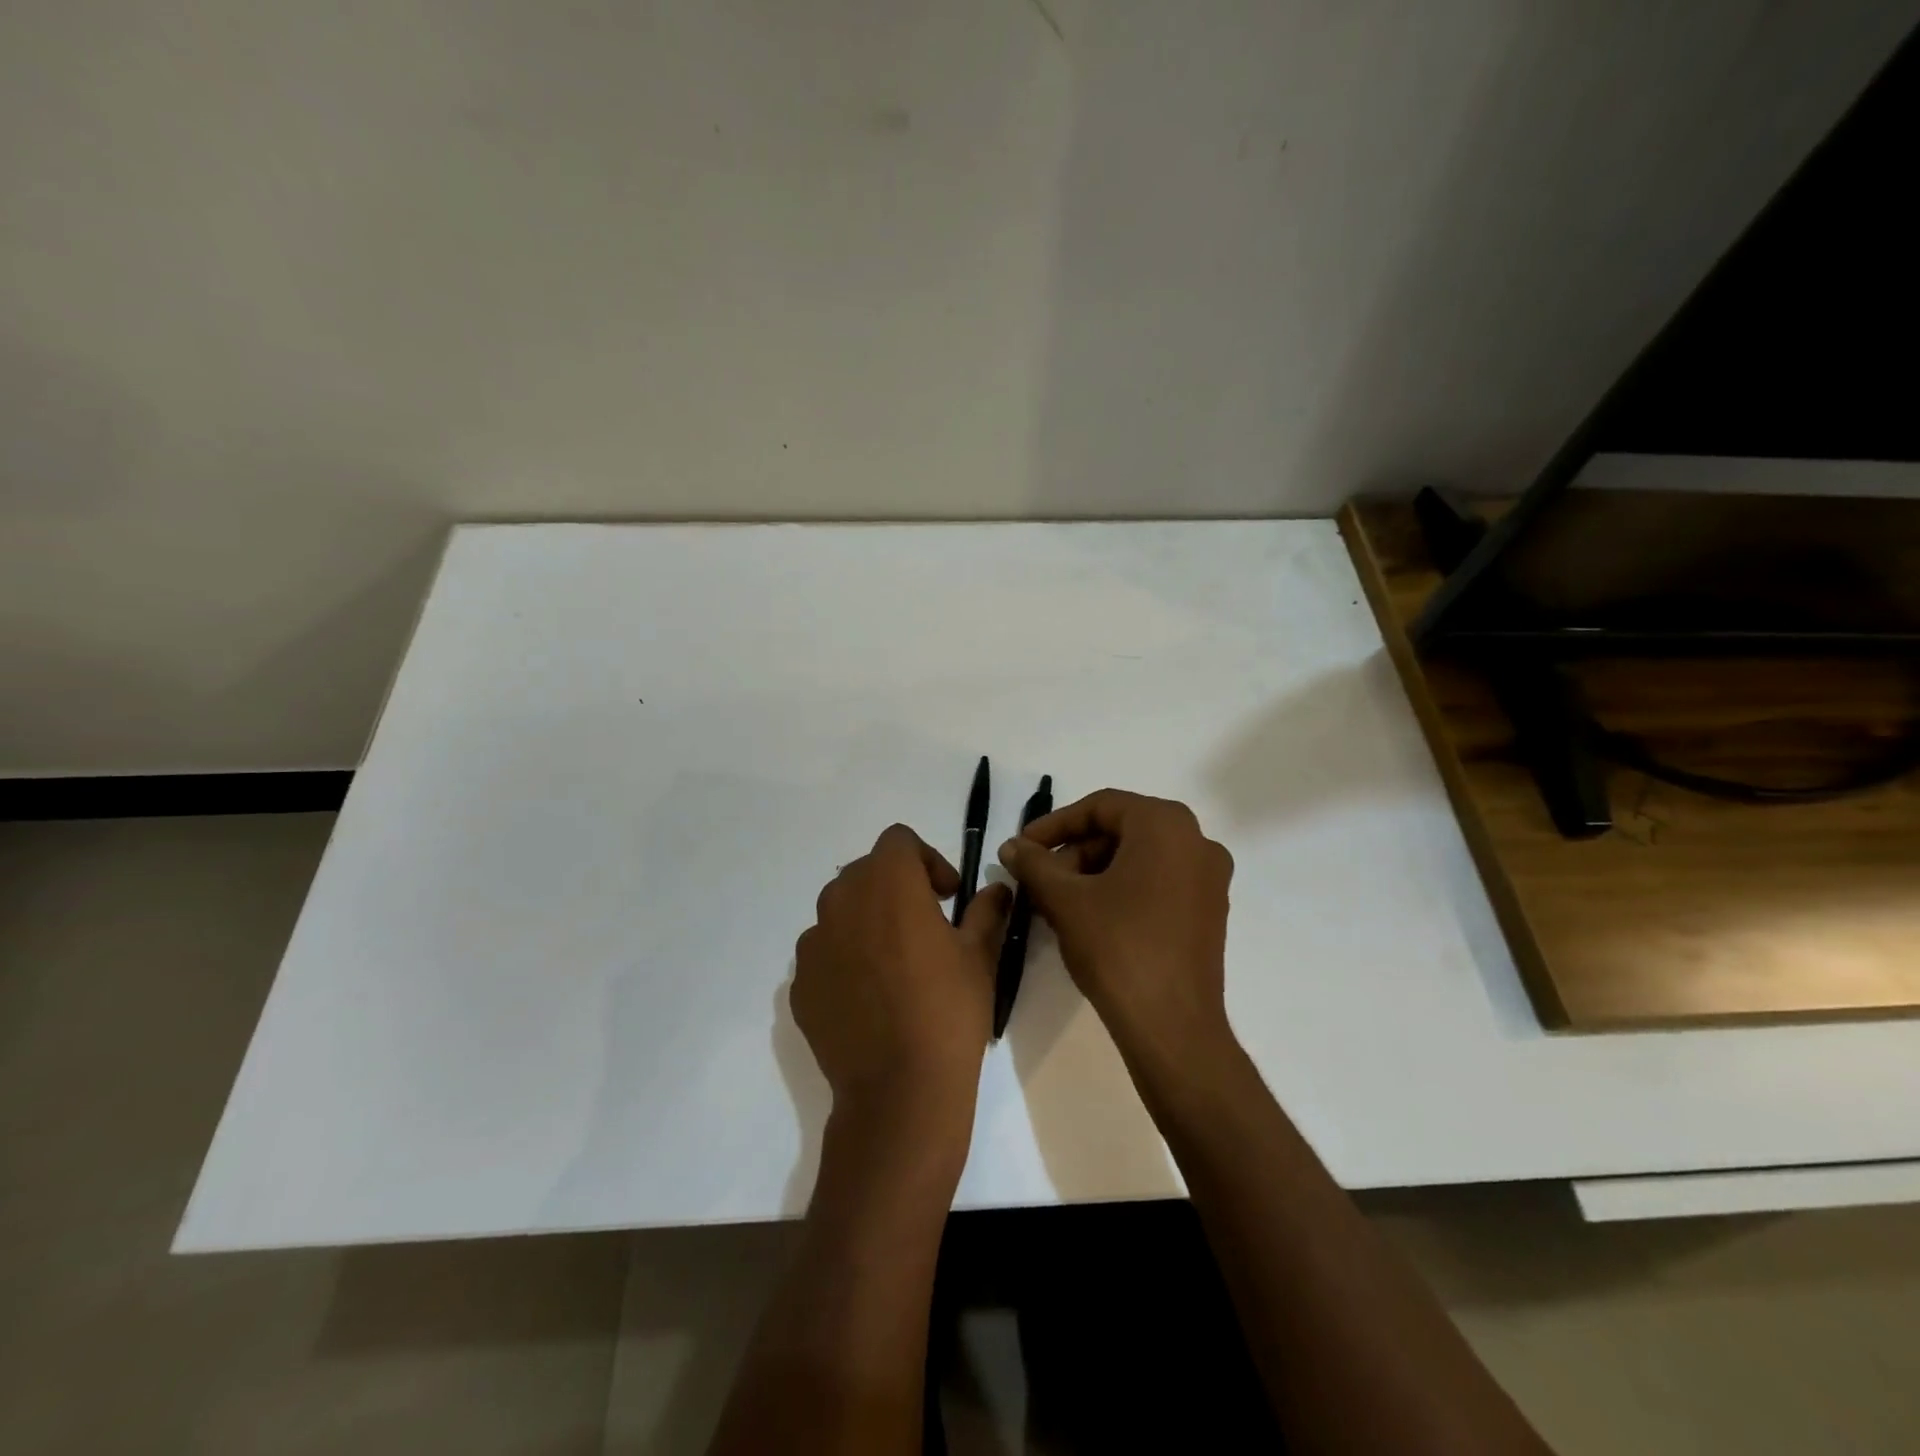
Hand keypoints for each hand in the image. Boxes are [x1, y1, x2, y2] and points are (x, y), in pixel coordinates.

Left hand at [792, 824, 1010, 1154]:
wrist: (898, 1090)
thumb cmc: (948, 1011)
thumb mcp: (980, 956)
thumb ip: (986, 911)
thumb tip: (996, 889)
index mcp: (888, 883)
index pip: (899, 841)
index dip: (927, 860)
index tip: (947, 896)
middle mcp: (842, 901)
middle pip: (866, 871)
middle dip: (896, 886)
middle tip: (925, 924)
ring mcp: (813, 943)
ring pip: (841, 910)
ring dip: (867, 920)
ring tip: (894, 962)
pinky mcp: (799, 983)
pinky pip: (824, 952)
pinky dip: (845, 958)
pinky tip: (870, 997)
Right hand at [997, 790, 1234, 1073]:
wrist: (1172, 1027)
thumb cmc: (1118, 948)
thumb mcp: (1065, 900)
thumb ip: (1034, 864)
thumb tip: (1011, 846)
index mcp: (1165, 825)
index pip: (1100, 807)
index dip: (1054, 825)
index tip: (1022, 848)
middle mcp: (1196, 840)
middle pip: (1120, 831)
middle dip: (1073, 853)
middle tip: (1038, 880)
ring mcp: (1208, 878)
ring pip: (1138, 858)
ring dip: (1093, 873)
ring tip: (1056, 903)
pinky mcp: (1209, 911)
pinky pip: (1157, 882)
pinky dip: (1120, 889)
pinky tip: (1089, 917)